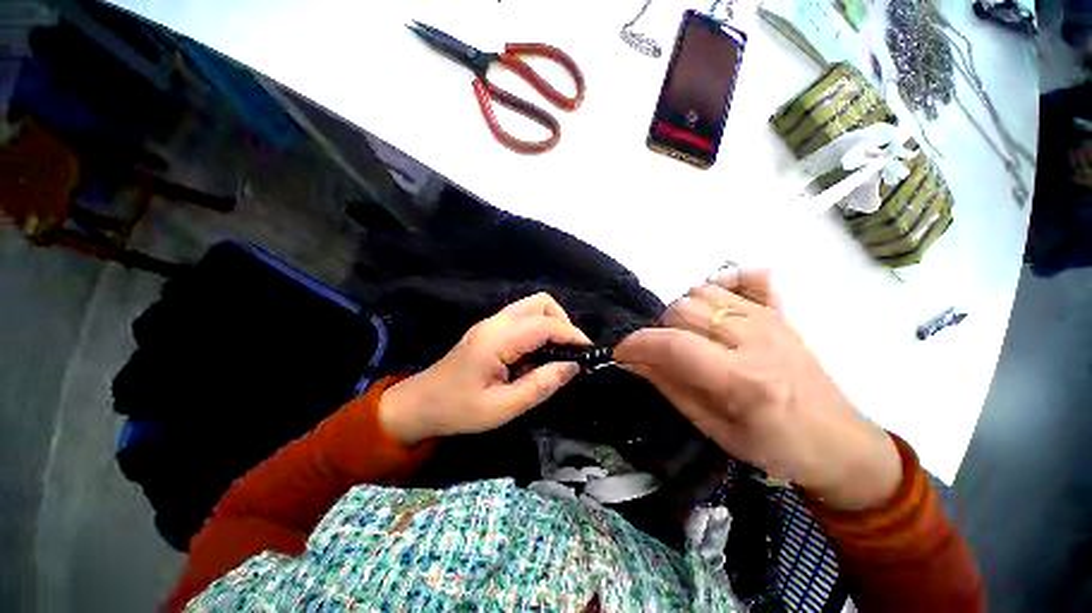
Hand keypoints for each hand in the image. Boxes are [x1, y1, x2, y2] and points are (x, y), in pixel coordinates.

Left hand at [379, 293, 589, 445]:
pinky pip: (524, 318)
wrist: (420, 405)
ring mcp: (492, 323)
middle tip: (569, 352)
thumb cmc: (458, 410)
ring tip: (556, 354)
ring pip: (533, 307)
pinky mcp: (490, 329)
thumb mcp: (503, 407)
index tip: (589, 353)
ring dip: (552, 324)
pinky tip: (537, 355)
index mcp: (498, 339)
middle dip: (563, 323)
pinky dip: (539, 330)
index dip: (572, 335)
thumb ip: (541, 385)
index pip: (545, 325)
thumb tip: (573, 366)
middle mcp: (496, 322)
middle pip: (541, 303)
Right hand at [615, 268, 901, 510]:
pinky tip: (715, 306)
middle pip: (683, 309)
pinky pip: (747, 278)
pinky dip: (722, 284)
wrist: (841, 444)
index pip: (673, 344)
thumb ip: (670, 388)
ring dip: (682, 312)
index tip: (620, 353)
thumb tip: (631, 362)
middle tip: (660, 353)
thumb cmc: (775, 448)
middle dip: (659, 330)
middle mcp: (757, 340)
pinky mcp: (781, 313)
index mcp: (743, 380)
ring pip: (704, 292)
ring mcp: (771, 320)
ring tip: (685, 336)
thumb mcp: (714, 429)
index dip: (637, 344)